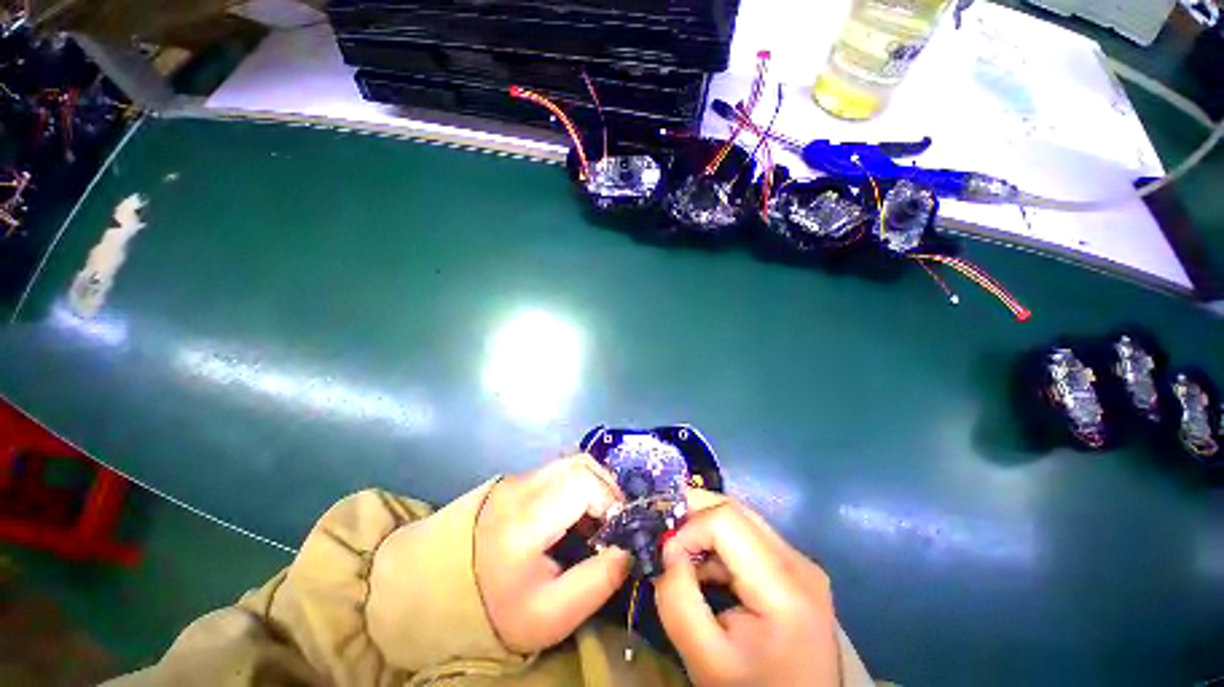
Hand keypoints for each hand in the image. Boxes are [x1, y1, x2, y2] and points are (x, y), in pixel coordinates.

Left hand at [475, 455, 631, 652]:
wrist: (443, 592)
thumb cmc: (498, 609)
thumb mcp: (553, 614)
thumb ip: (598, 582)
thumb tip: (628, 548)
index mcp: (525, 521)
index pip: (582, 482)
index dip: (610, 500)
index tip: (618, 530)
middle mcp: (521, 487)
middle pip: (580, 464)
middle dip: (607, 489)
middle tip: (613, 522)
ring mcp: (517, 478)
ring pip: (572, 461)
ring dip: (595, 483)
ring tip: (599, 516)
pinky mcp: (518, 478)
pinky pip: (560, 468)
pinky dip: (580, 483)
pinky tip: (578, 510)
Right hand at [655, 490, 840, 686]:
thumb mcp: (705, 658)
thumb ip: (678, 600)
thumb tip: (668, 549)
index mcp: (784, 585)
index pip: (726, 520)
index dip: (689, 527)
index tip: (666, 555)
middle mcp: (799, 561)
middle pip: (736, 511)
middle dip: (693, 515)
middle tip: (664, 535)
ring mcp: (801, 563)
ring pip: (741, 519)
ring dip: (704, 527)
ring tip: (679, 553)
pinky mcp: (795, 570)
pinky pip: (749, 537)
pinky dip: (719, 543)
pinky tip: (703, 566)